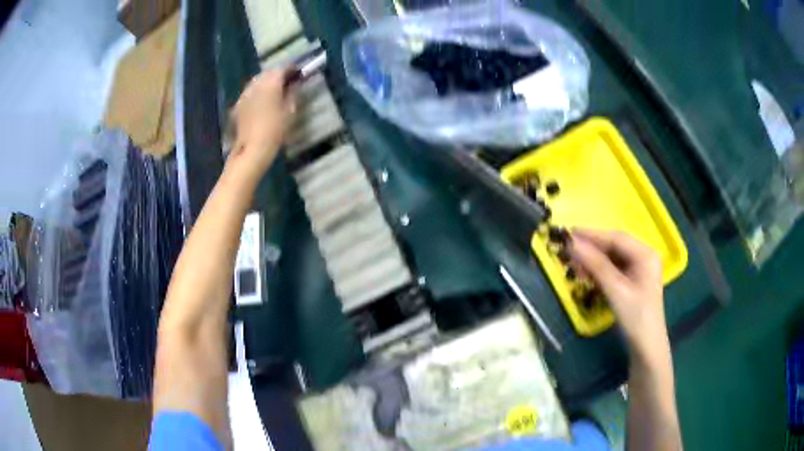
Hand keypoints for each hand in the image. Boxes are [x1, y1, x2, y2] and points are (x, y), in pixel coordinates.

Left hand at [228, 69, 296, 182]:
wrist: (252, 149)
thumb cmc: (275, 130)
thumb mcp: (290, 111)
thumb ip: (292, 94)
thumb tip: (293, 85)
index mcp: (271, 84)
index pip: (282, 69)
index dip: (291, 69)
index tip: (298, 73)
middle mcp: (256, 85)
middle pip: (267, 73)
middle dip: (277, 74)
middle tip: (286, 81)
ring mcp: (244, 94)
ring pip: (256, 81)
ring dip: (266, 82)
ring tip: (274, 90)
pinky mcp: (238, 105)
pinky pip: (249, 92)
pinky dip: (256, 92)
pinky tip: (261, 101)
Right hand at [569, 228, 668, 362]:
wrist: (646, 346)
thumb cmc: (635, 317)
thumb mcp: (615, 290)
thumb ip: (595, 265)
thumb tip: (572, 244)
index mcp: (645, 254)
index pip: (616, 238)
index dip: (592, 235)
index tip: (569, 234)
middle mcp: (644, 256)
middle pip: (614, 246)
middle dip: (592, 249)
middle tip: (568, 251)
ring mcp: (639, 268)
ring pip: (612, 258)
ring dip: (593, 261)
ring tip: (575, 266)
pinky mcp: (633, 280)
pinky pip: (614, 269)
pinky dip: (599, 271)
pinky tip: (587, 275)